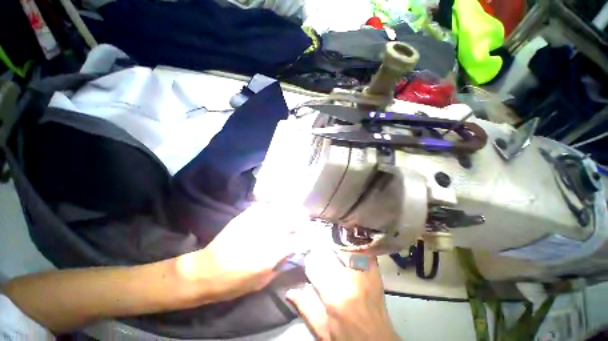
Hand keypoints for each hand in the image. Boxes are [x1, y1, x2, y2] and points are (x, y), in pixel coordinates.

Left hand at [177, 203, 309, 301]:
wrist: (205, 271)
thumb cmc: (233, 283)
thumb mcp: (261, 282)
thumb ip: (280, 265)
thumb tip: (293, 251)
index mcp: (270, 254)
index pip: (297, 240)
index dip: (308, 236)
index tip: (312, 235)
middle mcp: (265, 234)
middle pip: (291, 219)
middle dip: (302, 218)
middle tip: (306, 218)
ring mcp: (254, 222)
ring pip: (280, 209)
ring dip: (290, 208)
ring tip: (296, 208)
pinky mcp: (245, 216)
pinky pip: (264, 205)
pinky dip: (274, 204)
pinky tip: (277, 205)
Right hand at [286, 248, 398, 340]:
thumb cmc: (348, 339)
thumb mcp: (323, 331)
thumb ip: (306, 308)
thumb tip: (290, 290)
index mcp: (334, 296)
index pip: (314, 265)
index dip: (307, 259)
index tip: (305, 254)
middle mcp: (350, 279)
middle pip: (329, 251)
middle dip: (319, 247)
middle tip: (315, 243)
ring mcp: (365, 272)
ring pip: (345, 246)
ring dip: (334, 241)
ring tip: (328, 238)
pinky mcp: (375, 270)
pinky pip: (361, 249)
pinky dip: (352, 244)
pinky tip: (346, 240)